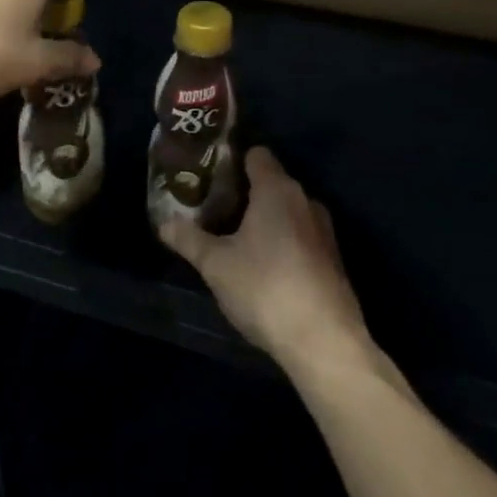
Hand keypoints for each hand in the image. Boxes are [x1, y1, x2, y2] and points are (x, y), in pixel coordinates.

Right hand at [159, 147, 372, 378]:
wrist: (324, 341)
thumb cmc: (265, 288)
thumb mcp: (215, 264)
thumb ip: (188, 239)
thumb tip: (164, 222)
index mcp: (277, 190)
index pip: (256, 155)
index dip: (232, 160)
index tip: (208, 174)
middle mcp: (305, 200)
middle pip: (271, 182)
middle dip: (243, 192)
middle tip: (211, 208)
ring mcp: (324, 231)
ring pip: (287, 211)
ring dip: (263, 219)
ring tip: (232, 237)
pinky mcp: (332, 259)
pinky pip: (300, 235)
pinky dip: (281, 240)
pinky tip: (261, 265)